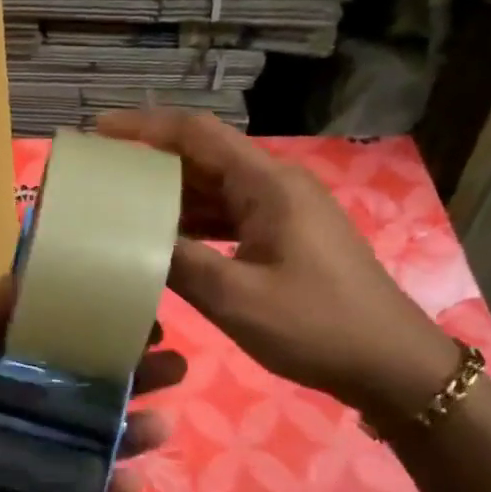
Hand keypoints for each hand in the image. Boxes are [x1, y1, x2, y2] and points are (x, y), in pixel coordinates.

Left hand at [0, 279, 186, 491]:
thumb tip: (14, 279)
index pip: (50, 348)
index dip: (88, 332)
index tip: (132, 315)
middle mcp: (17, 418)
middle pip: (82, 393)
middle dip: (127, 377)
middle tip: (173, 363)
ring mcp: (32, 468)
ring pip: (92, 443)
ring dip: (131, 430)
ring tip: (164, 420)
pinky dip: (111, 490)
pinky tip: (134, 476)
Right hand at [96, 110, 455, 422]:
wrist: (390, 364)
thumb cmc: (315, 326)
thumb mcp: (235, 297)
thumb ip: (177, 262)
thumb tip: (126, 239)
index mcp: (267, 184)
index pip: (197, 134)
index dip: (145, 126)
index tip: (100, 131)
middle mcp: (275, 185)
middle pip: (203, 158)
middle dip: (151, 163)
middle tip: (100, 177)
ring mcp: (284, 211)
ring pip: (215, 189)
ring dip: (171, 196)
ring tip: (119, 206)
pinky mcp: (286, 236)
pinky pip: (229, 216)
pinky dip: (194, 223)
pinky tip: (164, 240)